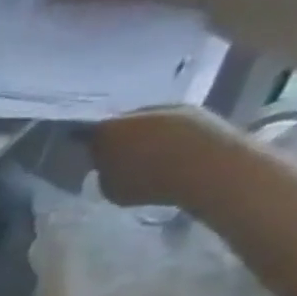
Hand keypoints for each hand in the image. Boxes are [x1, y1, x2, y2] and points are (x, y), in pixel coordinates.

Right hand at [89, 106, 230, 209]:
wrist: (209, 167)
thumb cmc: (149, 182)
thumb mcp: (109, 187)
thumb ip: (103, 173)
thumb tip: (107, 167)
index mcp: (107, 129)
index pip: (88, 134)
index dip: (87, 146)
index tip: (89, 159)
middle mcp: (138, 111)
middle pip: (122, 124)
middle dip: (119, 139)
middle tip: (117, 158)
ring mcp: (171, 108)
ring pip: (150, 122)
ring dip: (146, 136)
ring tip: (146, 157)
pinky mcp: (200, 112)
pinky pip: (174, 125)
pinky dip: (170, 136)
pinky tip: (171, 154)